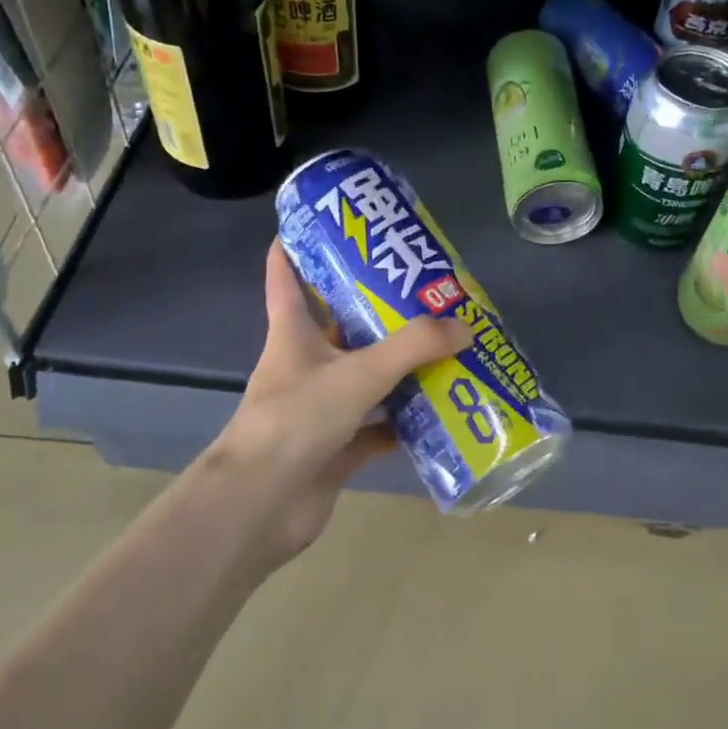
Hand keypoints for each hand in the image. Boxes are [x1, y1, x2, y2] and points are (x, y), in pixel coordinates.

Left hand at [203, 241, 471, 565]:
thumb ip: (414, 346)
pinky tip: (436, 413)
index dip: (296, 246)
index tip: (325, 225)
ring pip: (364, 379)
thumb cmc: (298, 419)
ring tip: (443, 348)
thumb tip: (464, 326)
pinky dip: (402, 423)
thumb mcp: (359, 371)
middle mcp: (304, 366)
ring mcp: (319, 409)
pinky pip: (376, 428)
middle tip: (419, 291)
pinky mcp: (334, 448)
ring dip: (398, 369)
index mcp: (293, 334)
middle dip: (375, 310)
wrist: (263, 503)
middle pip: (339, 327)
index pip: (286, 277)